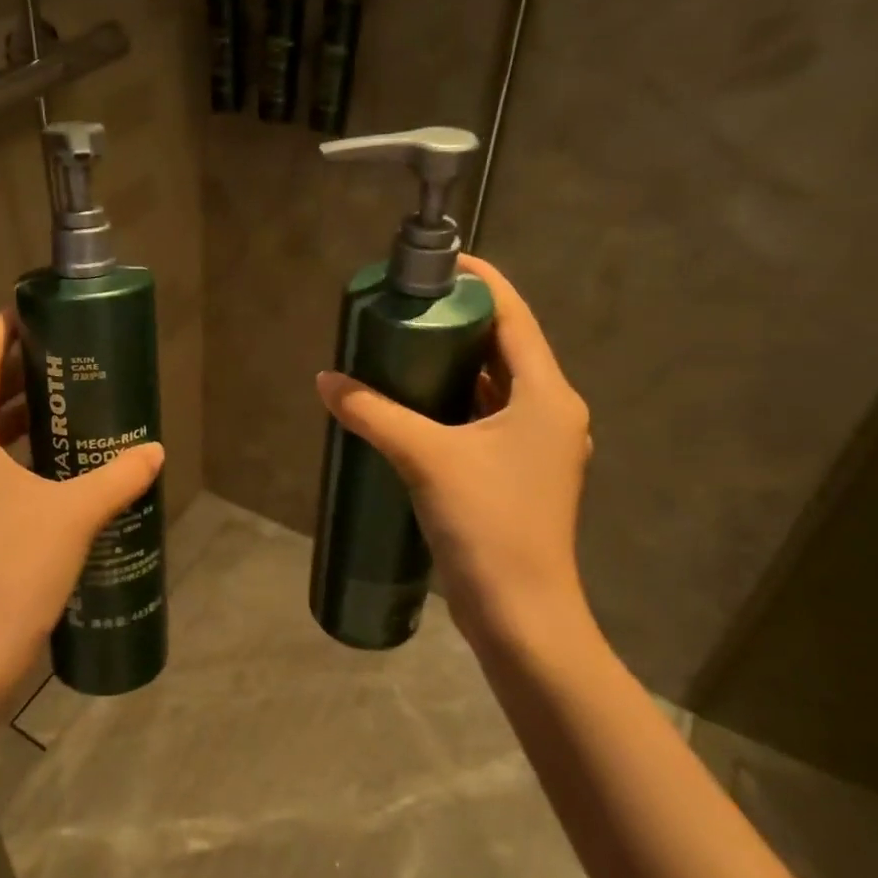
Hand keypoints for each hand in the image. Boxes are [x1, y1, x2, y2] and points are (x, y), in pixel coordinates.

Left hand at [0, 313, 164, 725]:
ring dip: (19, 415)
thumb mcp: (75, 515)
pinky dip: (19, 453)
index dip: (0, 333)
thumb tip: (154, 451)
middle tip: (64, 357)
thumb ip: (117, 477)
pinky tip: (58, 467)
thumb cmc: (14, 569)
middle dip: (17, 372)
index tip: (31, 312)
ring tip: (67, 405)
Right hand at [315, 256, 595, 655]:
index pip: (515, 316)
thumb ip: (373, 413)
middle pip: (505, 348)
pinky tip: (416, 404)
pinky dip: (455, 403)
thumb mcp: (425, 458)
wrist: (521, 614)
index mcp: (547, 395)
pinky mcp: (519, 474)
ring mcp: (538, 446)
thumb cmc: (488, 524)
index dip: (482, 282)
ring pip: (495, 386)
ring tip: (405, 347)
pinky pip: (487, 419)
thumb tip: (325, 381)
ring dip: (456, 365)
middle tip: (408, 307)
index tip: (441, 262)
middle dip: (459, 324)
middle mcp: (551, 412)